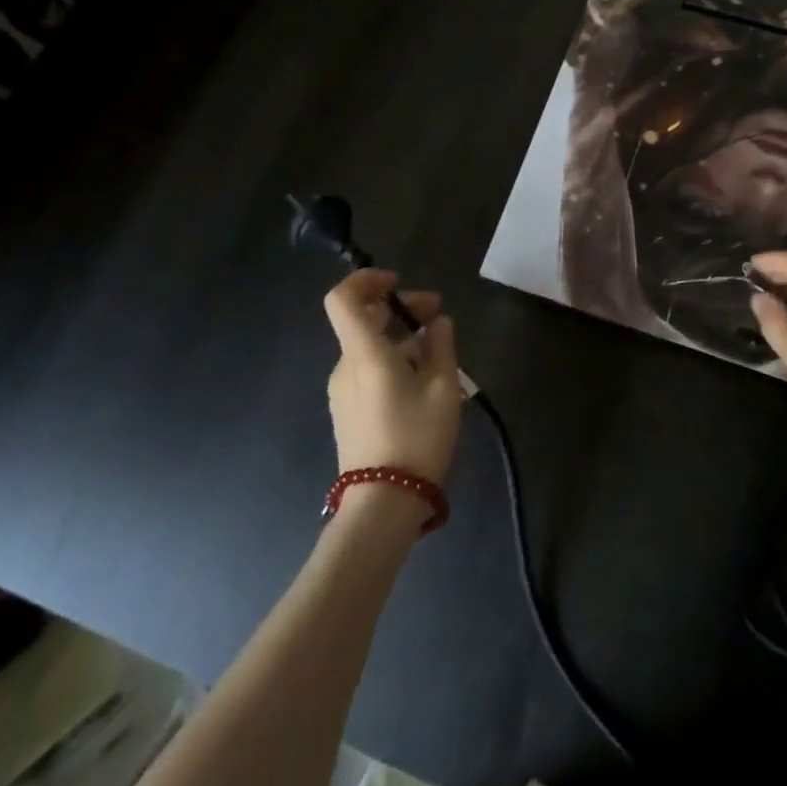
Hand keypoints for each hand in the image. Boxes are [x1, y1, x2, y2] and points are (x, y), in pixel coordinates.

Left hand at [323, 269, 461, 486]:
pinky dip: (393, 360)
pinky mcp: (348, 412)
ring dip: (401, 337)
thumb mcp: (444, 388)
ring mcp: (343, 392)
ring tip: (440, 351)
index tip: (399, 284)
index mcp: (365, 354)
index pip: (343, 299)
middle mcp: (346, 367)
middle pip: (364, 320)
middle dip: (401, 309)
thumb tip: (437, 322)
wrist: (383, 505)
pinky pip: (368, 371)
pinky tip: (423, 379)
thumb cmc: (416, 439)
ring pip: (369, 347)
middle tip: (439, 315)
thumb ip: (441, 346)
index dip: (366, 280)